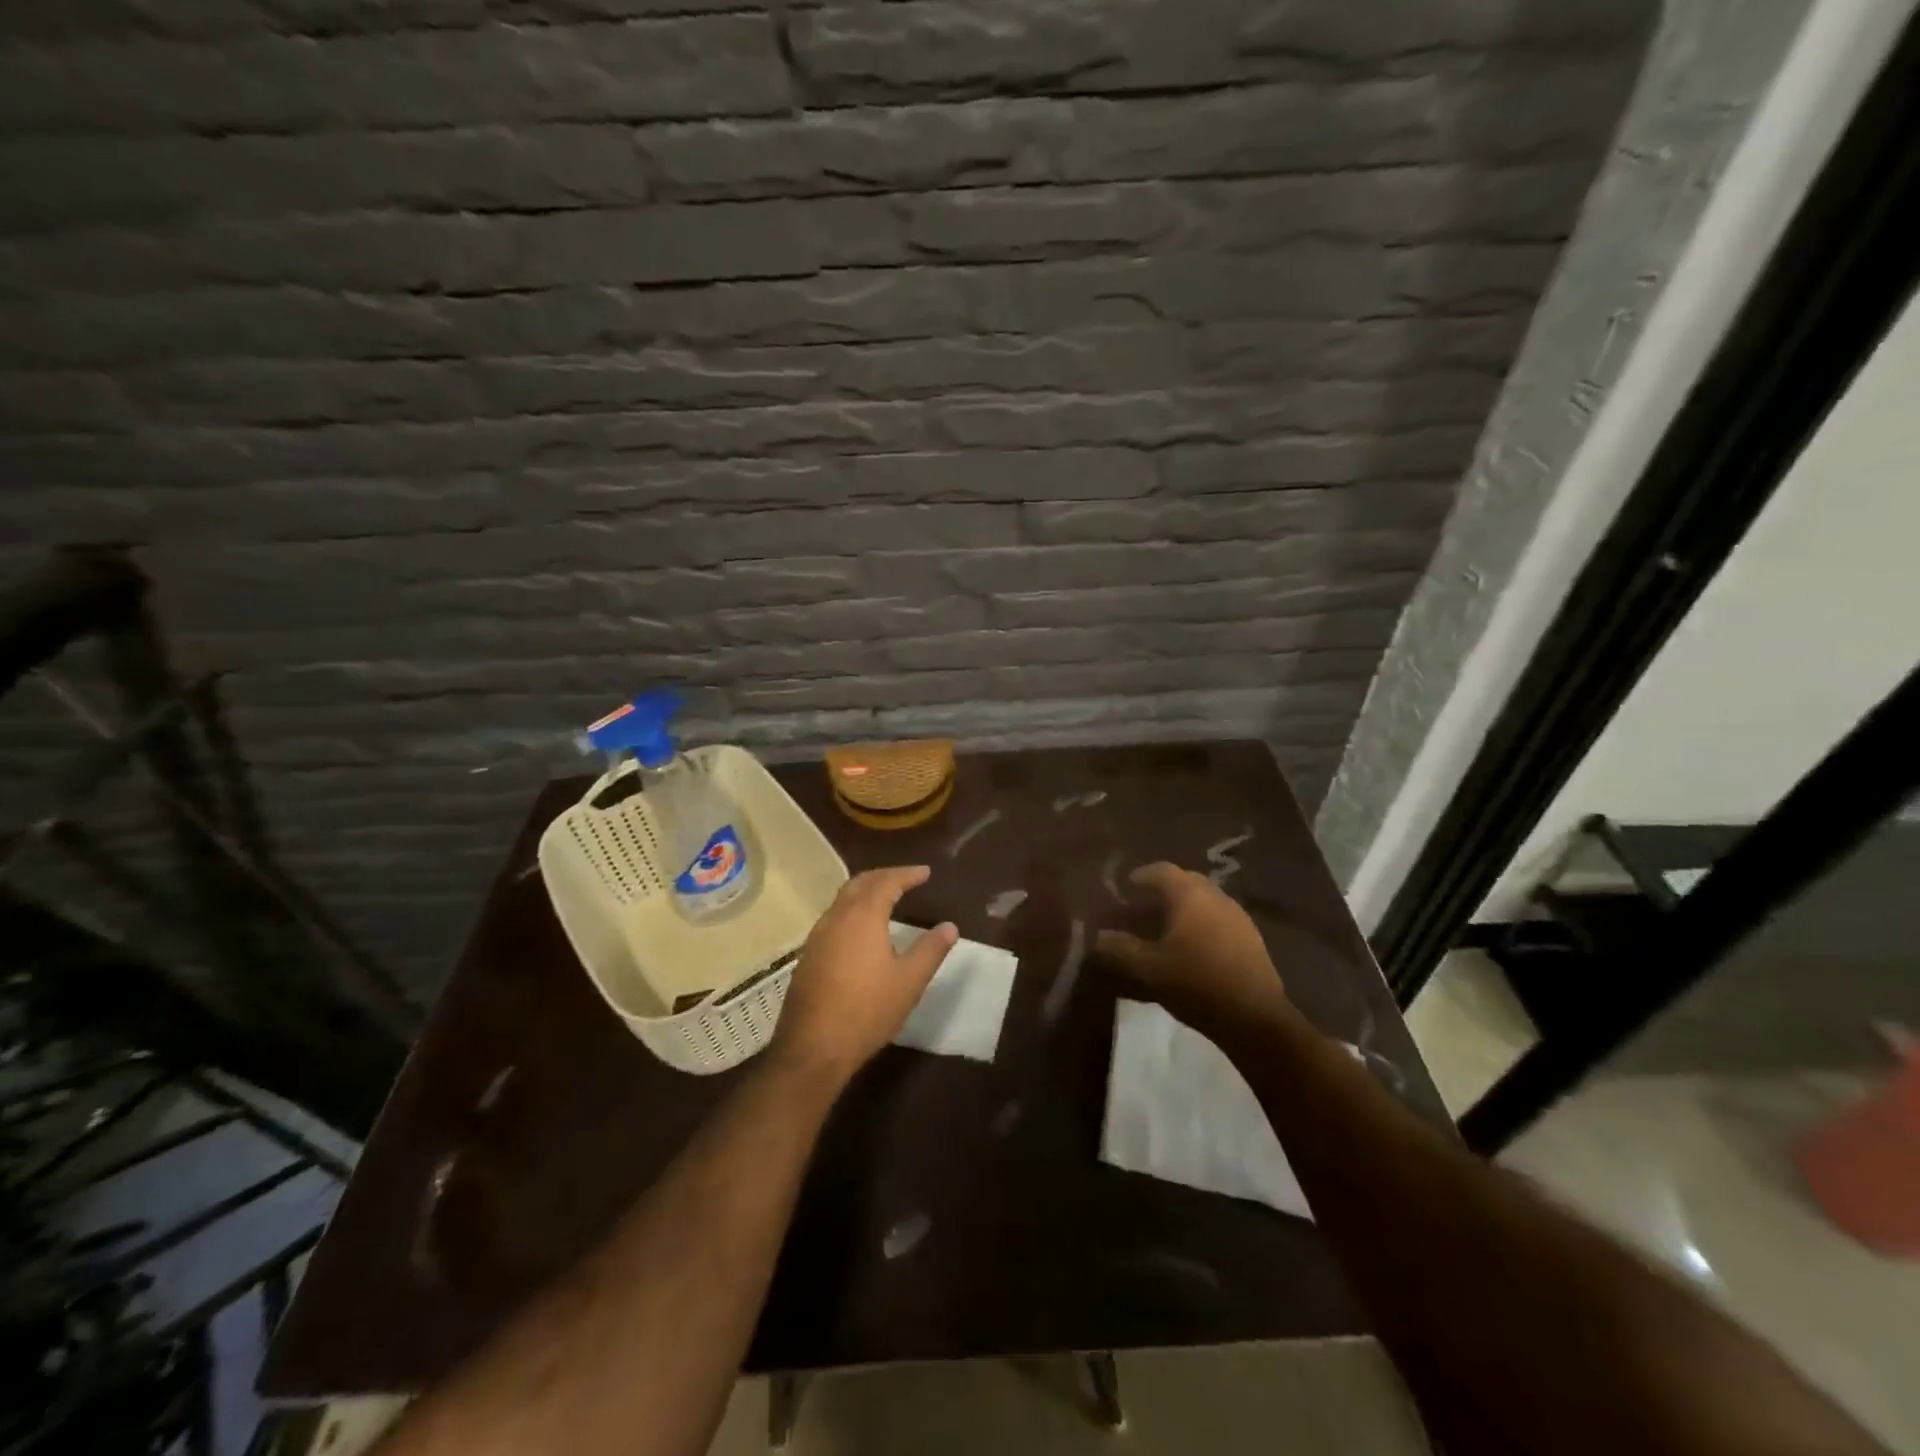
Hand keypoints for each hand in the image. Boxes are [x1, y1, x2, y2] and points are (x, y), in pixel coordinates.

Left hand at [770, 866, 956, 1085]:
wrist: (813, 1047)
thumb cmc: (867, 1010)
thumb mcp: (909, 981)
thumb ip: (931, 950)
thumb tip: (950, 926)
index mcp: (863, 916)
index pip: (886, 882)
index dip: (907, 874)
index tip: (926, 872)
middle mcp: (836, 917)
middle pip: (860, 883)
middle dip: (884, 876)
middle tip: (906, 879)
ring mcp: (818, 936)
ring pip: (843, 900)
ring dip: (866, 891)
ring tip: (886, 898)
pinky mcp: (808, 955)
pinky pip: (834, 918)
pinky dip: (852, 910)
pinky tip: (861, 929)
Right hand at [1096, 863, 1295, 1044]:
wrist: (1255, 1019)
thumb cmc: (1197, 983)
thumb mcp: (1148, 969)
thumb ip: (1119, 949)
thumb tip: (1098, 937)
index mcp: (1191, 896)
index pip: (1162, 870)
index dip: (1141, 876)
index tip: (1126, 888)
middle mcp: (1216, 897)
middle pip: (1186, 881)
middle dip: (1163, 890)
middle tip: (1143, 907)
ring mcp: (1238, 917)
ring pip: (1205, 901)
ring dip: (1184, 908)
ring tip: (1166, 929)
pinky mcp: (1252, 940)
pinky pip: (1219, 919)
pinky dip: (1201, 924)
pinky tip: (1192, 948)